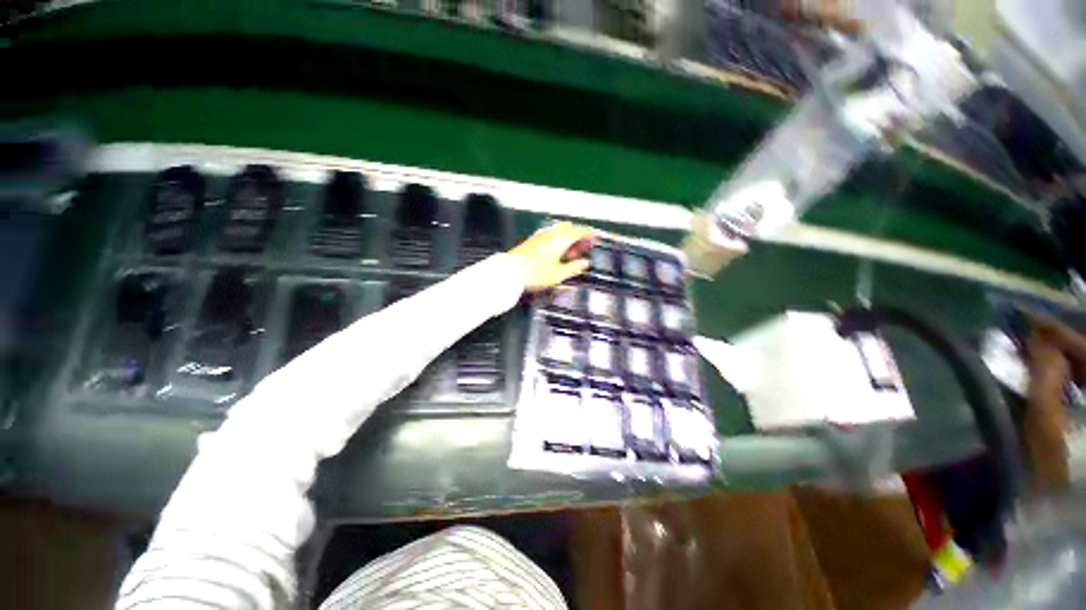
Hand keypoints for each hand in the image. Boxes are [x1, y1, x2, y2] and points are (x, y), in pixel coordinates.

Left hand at [509, 221, 594, 292]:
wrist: (510, 272)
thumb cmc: (535, 274)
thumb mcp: (558, 275)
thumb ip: (573, 268)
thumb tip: (584, 263)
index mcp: (560, 239)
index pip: (579, 231)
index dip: (589, 234)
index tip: (595, 237)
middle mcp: (551, 234)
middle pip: (569, 228)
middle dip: (578, 235)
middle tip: (583, 245)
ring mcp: (540, 235)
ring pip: (558, 230)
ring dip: (567, 237)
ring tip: (570, 250)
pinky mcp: (532, 240)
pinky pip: (549, 234)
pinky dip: (557, 239)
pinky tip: (555, 250)